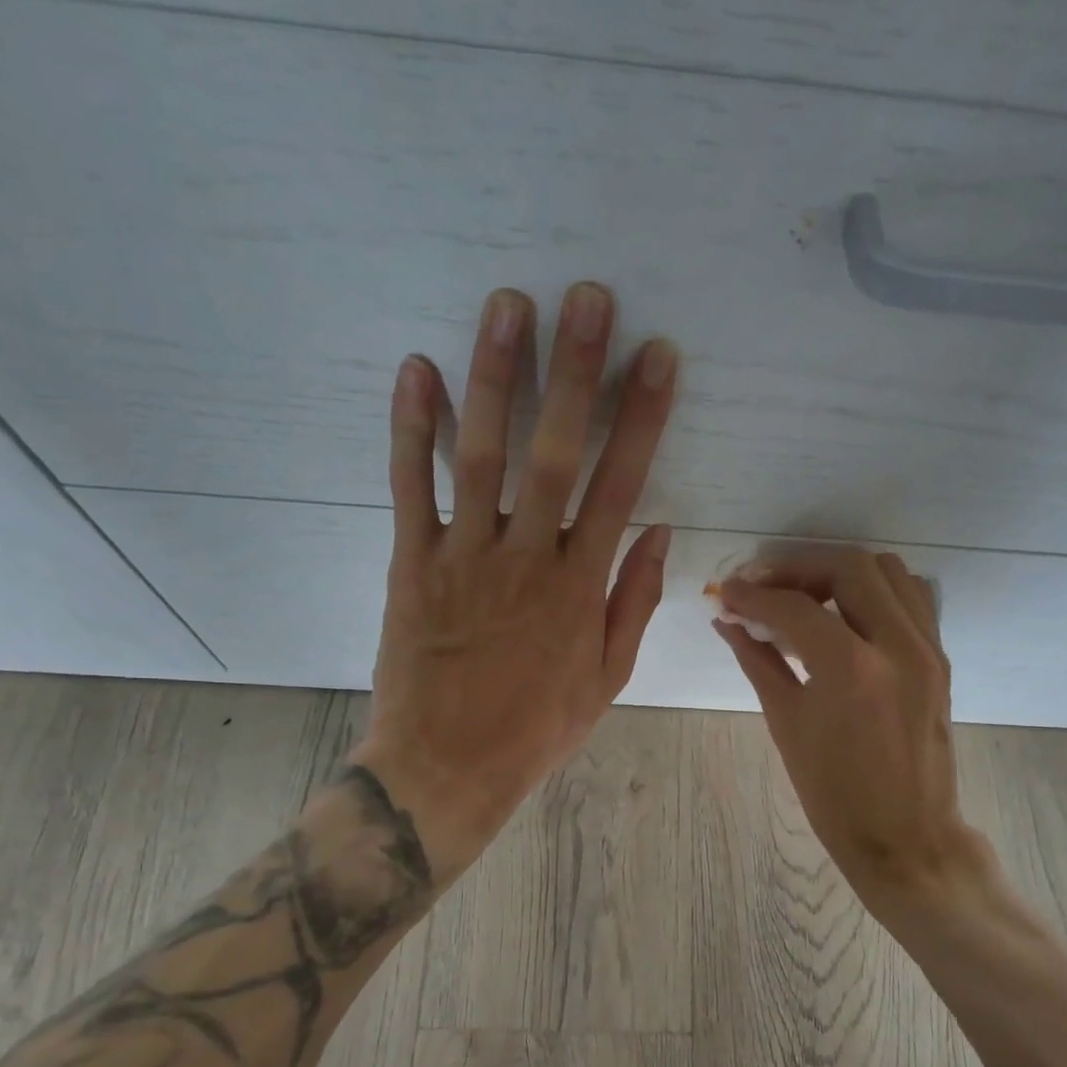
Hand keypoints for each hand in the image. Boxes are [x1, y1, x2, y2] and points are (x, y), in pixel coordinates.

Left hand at [347, 282, 678, 878]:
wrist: (446, 767)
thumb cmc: (534, 728)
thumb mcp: (606, 679)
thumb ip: (633, 602)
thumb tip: (657, 532)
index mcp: (579, 588)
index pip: (619, 485)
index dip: (641, 419)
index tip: (657, 358)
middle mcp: (526, 559)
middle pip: (556, 453)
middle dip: (575, 373)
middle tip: (588, 299)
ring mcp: (464, 557)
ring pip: (482, 455)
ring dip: (496, 378)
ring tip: (509, 305)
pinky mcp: (411, 564)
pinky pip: (410, 488)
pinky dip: (412, 430)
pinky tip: (418, 370)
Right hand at [716, 549, 996, 928]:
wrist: (905, 836)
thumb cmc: (834, 795)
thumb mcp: (786, 725)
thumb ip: (758, 661)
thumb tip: (728, 622)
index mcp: (851, 670)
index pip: (794, 608)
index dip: (752, 595)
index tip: (726, 593)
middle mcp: (897, 645)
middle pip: (849, 566)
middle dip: (798, 568)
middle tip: (764, 587)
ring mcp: (927, 649)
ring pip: (888, 572)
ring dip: (840, 572)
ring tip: (805, 597)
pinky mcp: (940, 658)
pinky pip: (913, 598)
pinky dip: (876, 590)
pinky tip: (847, 614)